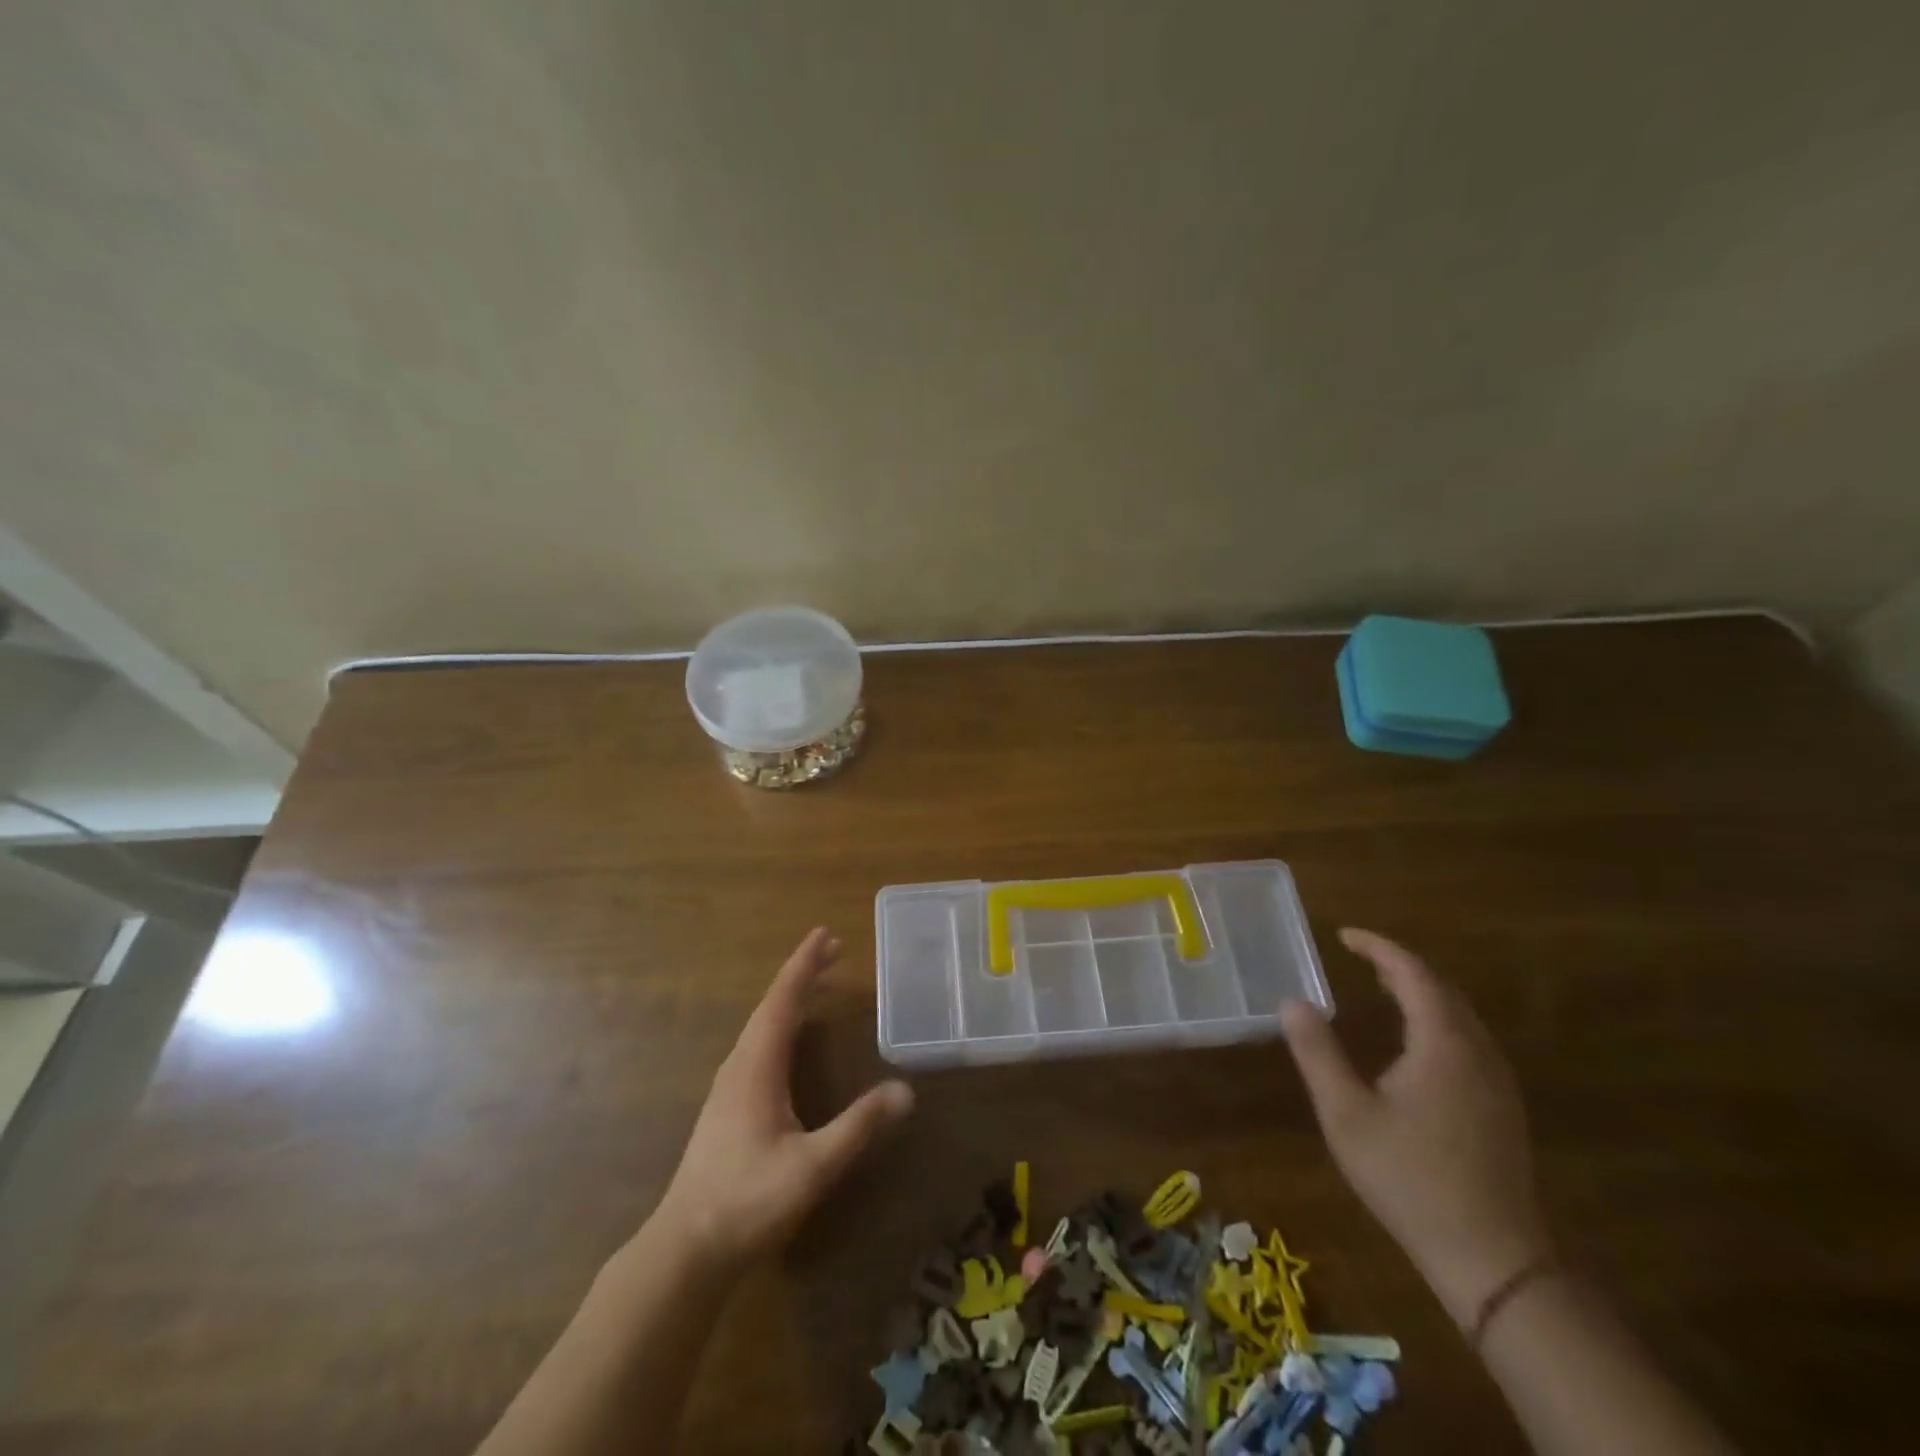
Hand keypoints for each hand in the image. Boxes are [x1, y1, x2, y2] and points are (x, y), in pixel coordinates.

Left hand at [655, 928, 914, 1272]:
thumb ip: (859, 1127)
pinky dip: (780, 1023)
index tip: (825, 934)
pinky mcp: (727, 1106)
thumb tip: (906, 1090)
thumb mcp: (813, 1166)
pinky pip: (758, 1044)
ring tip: (818, 983)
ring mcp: (728, 1086)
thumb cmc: (748, 1201)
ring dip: (790, 998)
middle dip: (802, 974)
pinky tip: (790, 1039)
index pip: (782, 1001)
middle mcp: (739, 1066)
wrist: (686, 1250)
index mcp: (756, 1067)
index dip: (804, 965)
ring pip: (762, 1025)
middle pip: (771, 1006)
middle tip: (834, 950)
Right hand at [1281, 928, 1550, 1326]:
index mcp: (1443, 1044)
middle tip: (1359, 957)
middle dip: (1400, 965)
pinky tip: (1415, 1040)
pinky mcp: (1501, 1107)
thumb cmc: (1410, 1177)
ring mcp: (1497, 1081)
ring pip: (1460, 1015)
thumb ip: (1318, 1053)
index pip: (1414, 974)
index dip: (1379, 948)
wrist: (1492, 1258)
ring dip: (1421, 991)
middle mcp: (1478, 1052)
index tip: (1345, 935)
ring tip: (1382, 986)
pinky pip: (1468, 1039)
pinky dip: (1437, 1018)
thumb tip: (1291, 1002)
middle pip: (1442, 989)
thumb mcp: (1346, 1113)